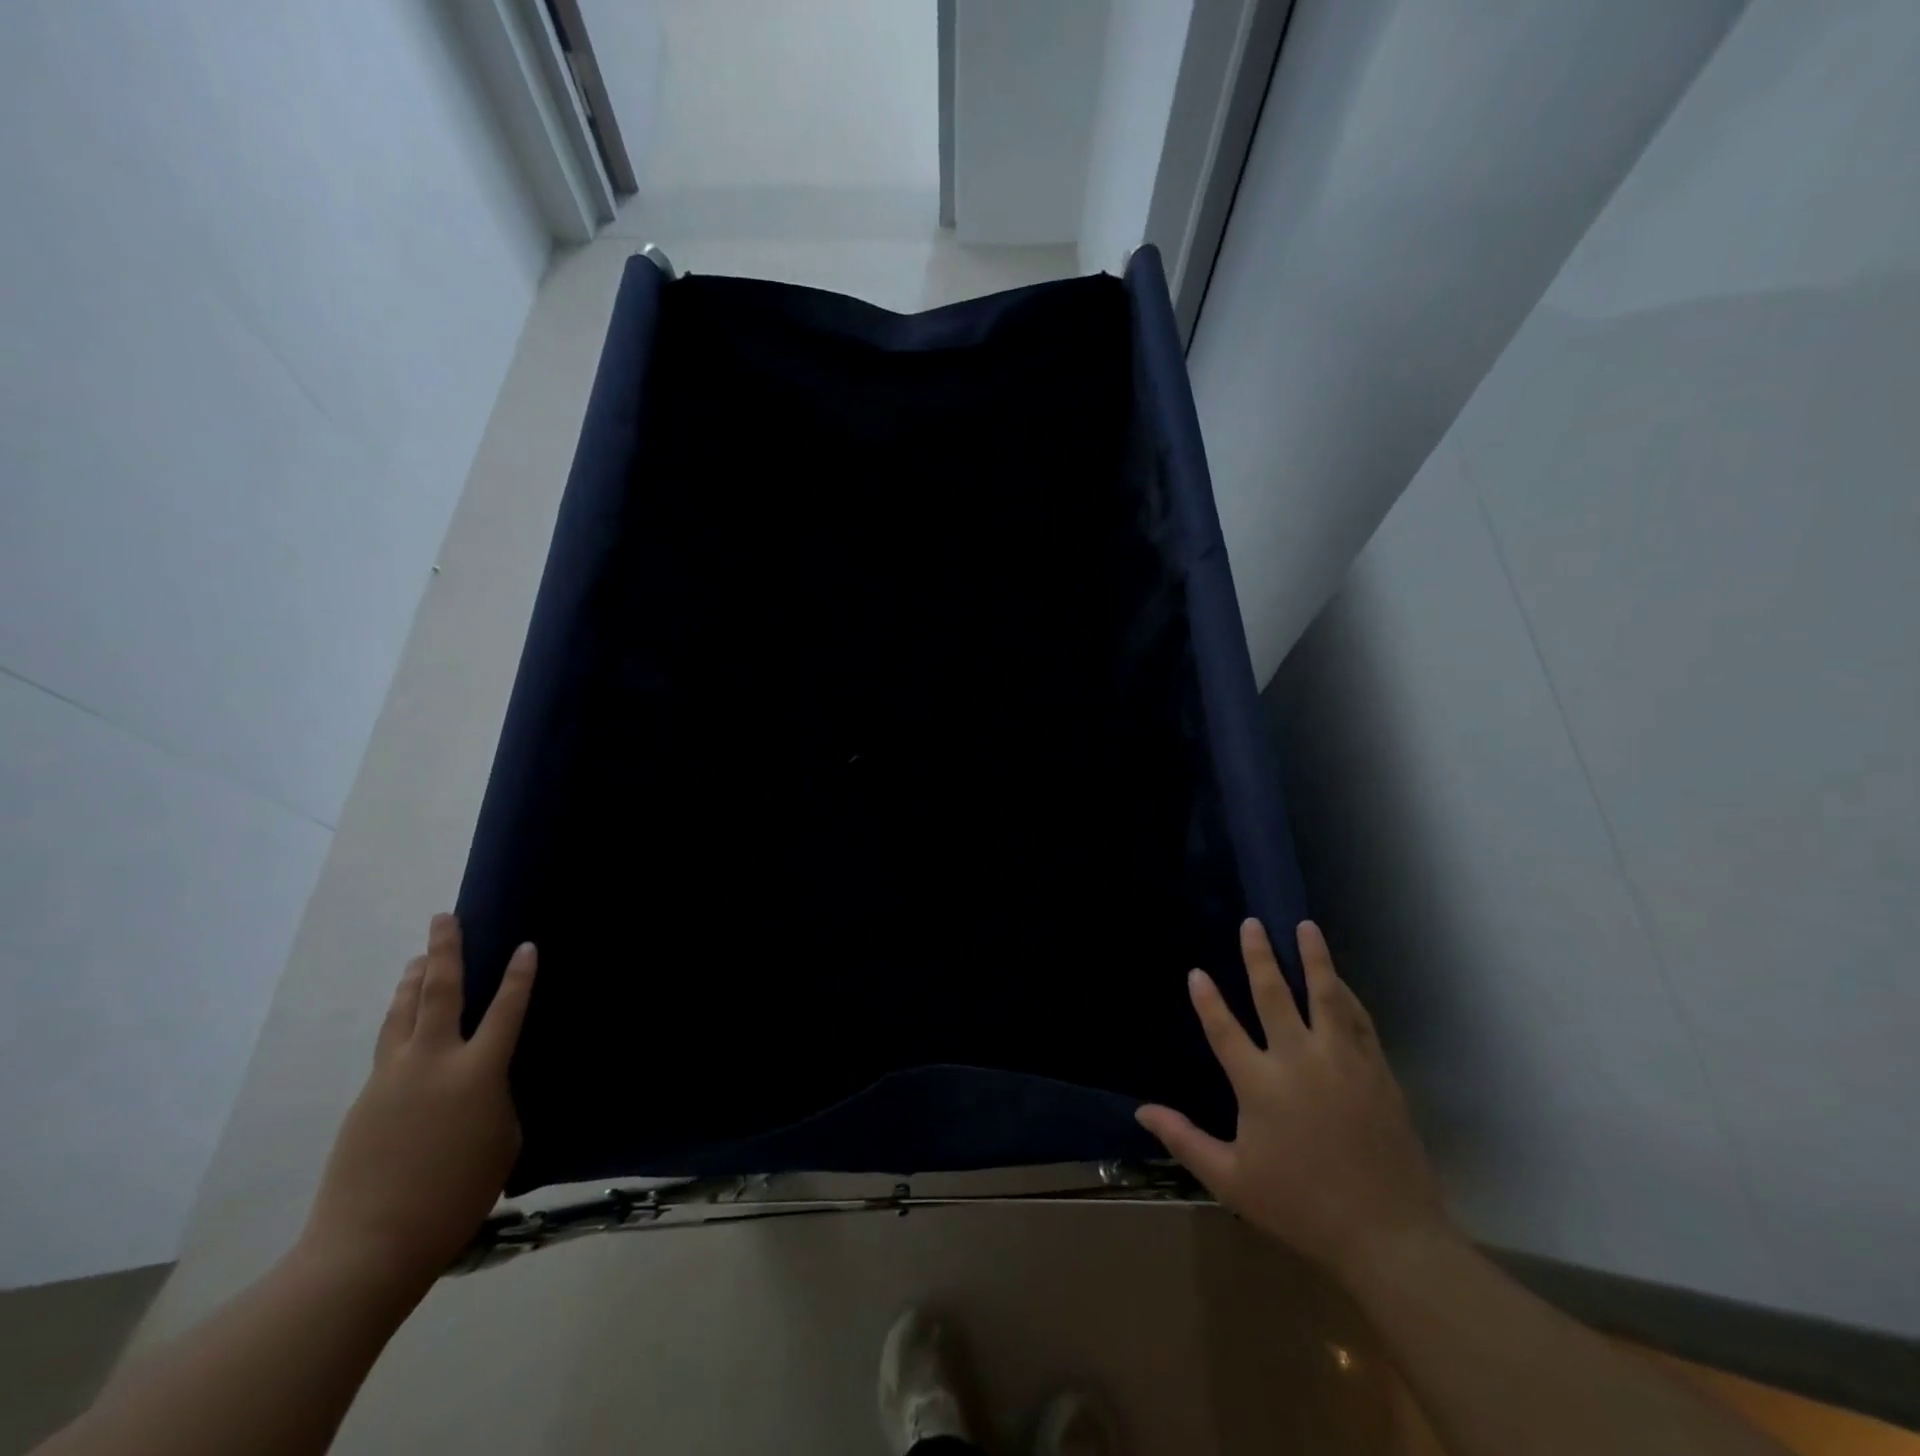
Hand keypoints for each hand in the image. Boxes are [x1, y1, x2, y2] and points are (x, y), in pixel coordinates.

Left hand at [301, 914, 535, 1290]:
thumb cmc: (456, 1195)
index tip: (525, 945)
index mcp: (478, 1072)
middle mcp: (433, 1062)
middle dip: (444, 951)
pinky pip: (388, 1046)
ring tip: (417, 958)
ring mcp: (392, 1078)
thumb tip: (482, 1083)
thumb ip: (497, 1099)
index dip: (520, 975)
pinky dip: (399, 1022)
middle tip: (444, 918)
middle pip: (438, 992)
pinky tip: (404, 1023)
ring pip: (402, 1013)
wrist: (369, 1245)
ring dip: (412, 980)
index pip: (507, 1009)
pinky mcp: (365, 1099)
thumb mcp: (503, 1139)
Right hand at [1136, 919, 1451, 1277]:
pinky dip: (1346, 994)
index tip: (1196, 972)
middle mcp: (1300, 1062)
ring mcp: (1343, 1063)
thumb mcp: (1232, 1181)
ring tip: (1305, 927)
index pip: (1225, 1030)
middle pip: (1275, 996)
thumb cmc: (1302, 1208)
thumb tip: (1142, 1111)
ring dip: (1314, 958)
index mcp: (1261, 1085)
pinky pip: (1359, 1021)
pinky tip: (1340, 981)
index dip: (1208, 1000)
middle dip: (1260, 957)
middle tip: (1252, 924)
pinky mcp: (1377, 1072)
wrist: (1389, 1238)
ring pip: (1325, 996)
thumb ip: (1184, 1140)